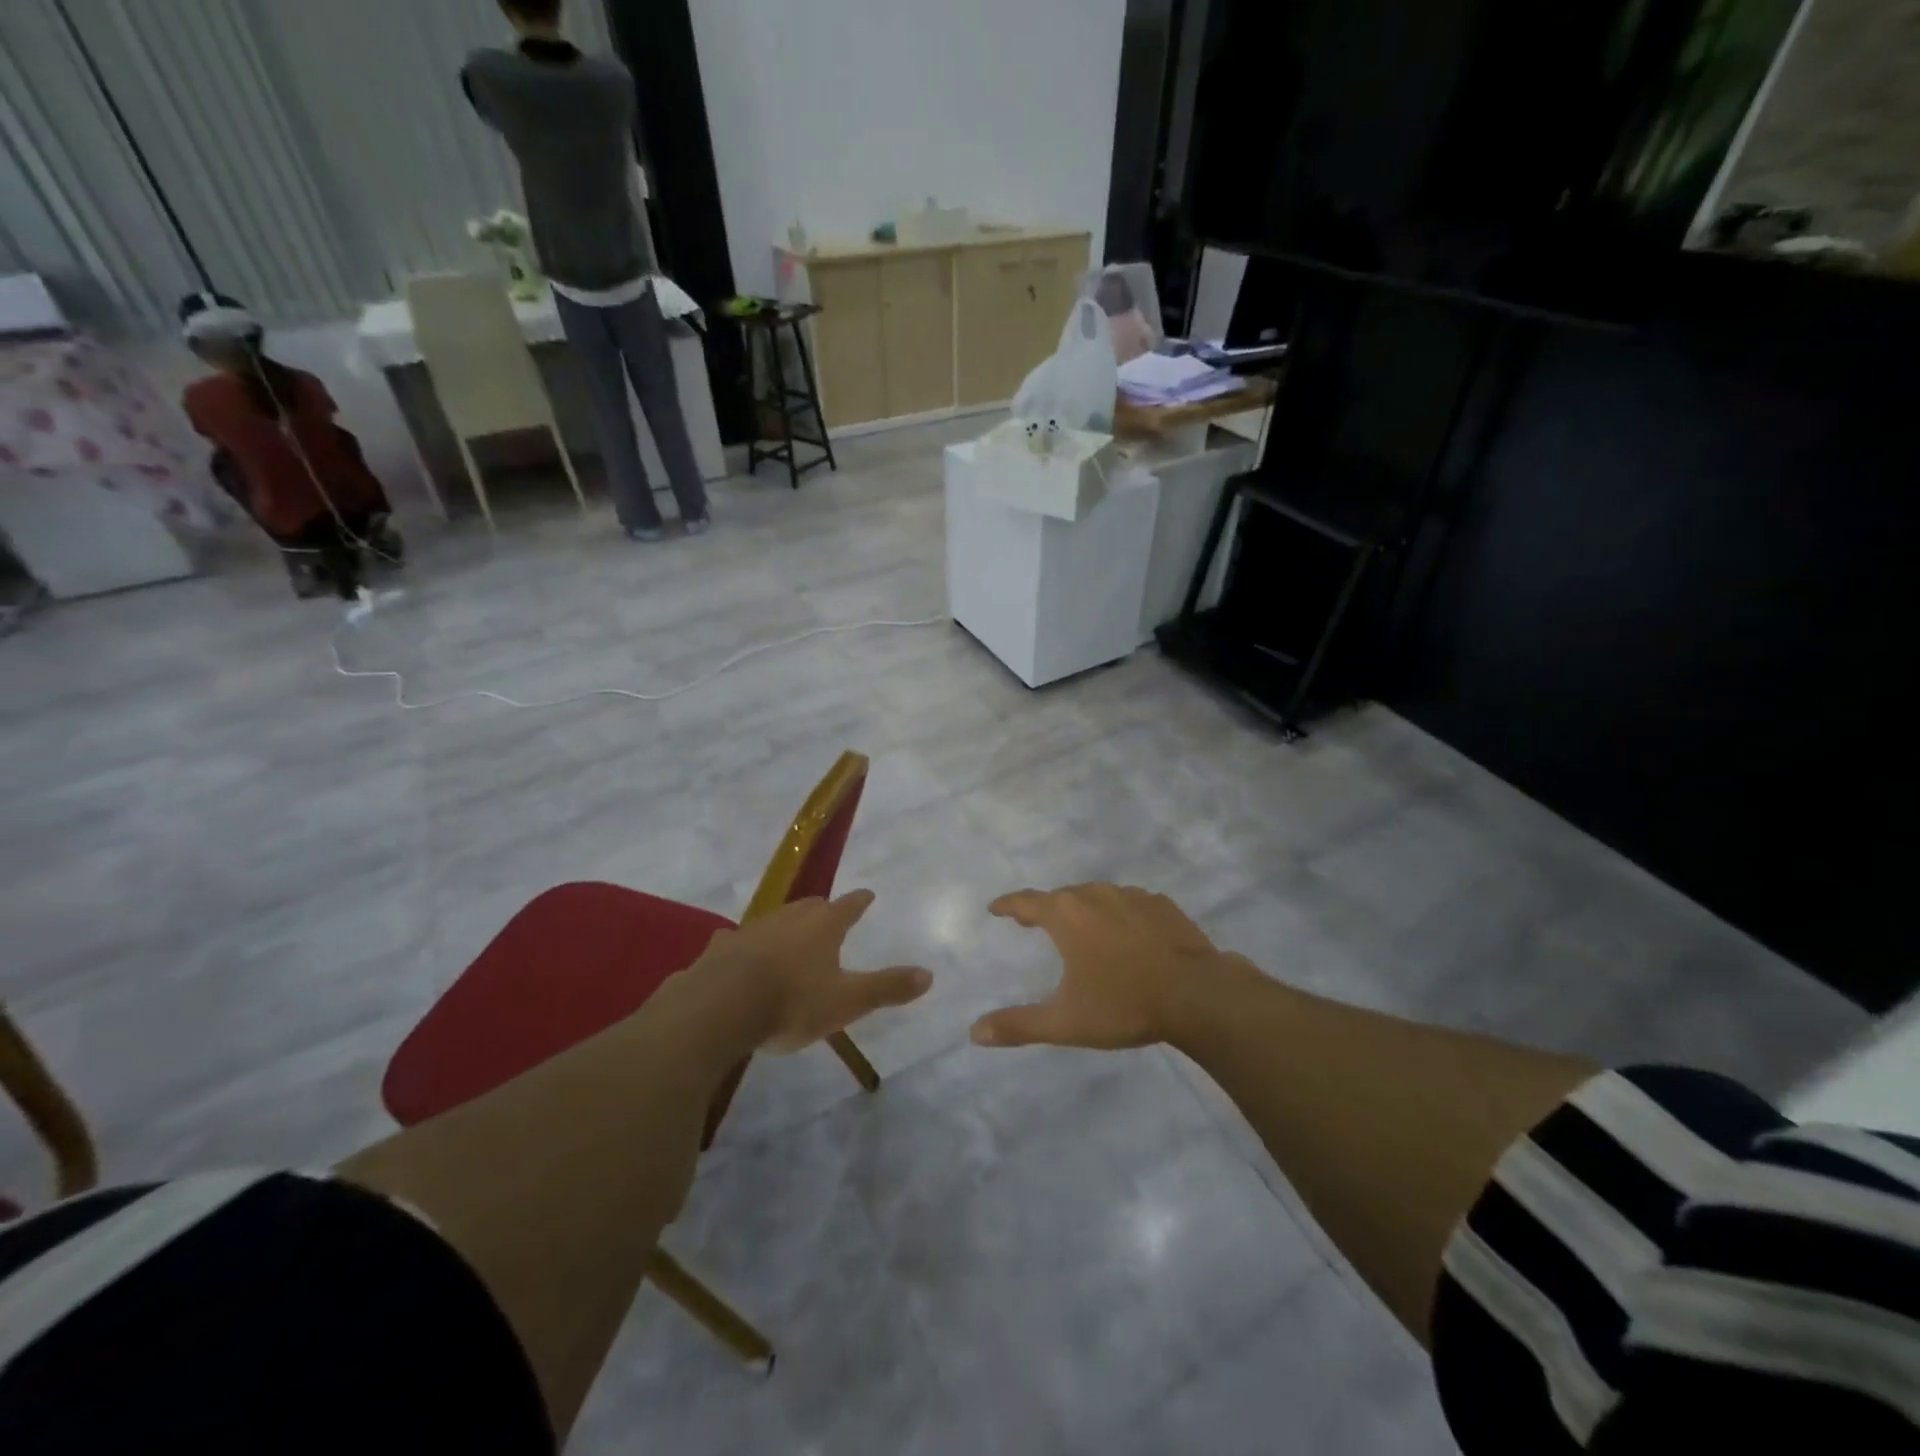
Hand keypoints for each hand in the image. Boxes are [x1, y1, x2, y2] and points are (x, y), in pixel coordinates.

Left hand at [698, 890, 931, 1052]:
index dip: (860, 901)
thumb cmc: (792, 1001)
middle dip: (822, 910)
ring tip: (790, 936)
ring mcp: (751, 930)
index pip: (849, 906)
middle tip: (829, 914)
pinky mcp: (721, 949)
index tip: (868, 894)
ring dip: (785, 927)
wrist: (720, 1007)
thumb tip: (929, 974)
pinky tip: (737, 952)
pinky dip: (745, 946)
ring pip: (774, 921)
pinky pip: (737, 942)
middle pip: (810, 907)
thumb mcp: (848, 1001)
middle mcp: (788, 918)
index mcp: (823, 926)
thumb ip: (887, 988)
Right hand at [972, 883, 1244, 1049]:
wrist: (1198, 995)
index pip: (1026, 902)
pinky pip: (1130, 904)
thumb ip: (1019, 1025)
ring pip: (1097, 897)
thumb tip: (974, 1033)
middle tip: (1036, 923)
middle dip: (1046, 909)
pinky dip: (1120, 915)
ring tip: (1082, 929)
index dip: (1008, 905)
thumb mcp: (1066, 1021)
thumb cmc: (1124, 1004)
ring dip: (1084, 910)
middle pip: (1062, 897)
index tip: (996, 908)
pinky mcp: (1162, 905)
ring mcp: (1132, 896)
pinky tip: (1127, 933)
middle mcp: (1095, 895)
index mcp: (1066, 915)